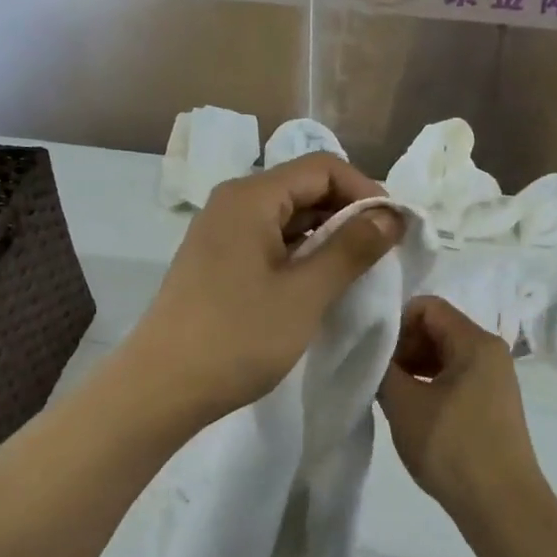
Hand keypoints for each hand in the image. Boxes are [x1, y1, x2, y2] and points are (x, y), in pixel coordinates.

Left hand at [126, 153, 403, 424]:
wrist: (162, 388)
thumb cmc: (237, 338)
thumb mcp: (305, 293)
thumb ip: (351, 249)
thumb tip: (390, 214)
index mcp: (251, 197)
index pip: (323, 167)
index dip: (365, 191)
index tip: (395, 230)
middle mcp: (232, 203)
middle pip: (303, 187)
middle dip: (348, 213)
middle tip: (382, 253)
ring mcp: (220, 234)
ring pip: (287, 218)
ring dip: (326, 237)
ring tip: (356, 272)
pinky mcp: (216, 263)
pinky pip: (269, 242)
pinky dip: (300, 255)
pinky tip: (318, 285)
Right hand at [377, 296, 544, 522]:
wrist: (501, 505)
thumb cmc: (452, 447)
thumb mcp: (405, 404)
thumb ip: (382, 369)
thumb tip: (373, 355)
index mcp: (475, 342)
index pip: (427, 306)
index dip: (394, 323)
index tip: (374, 354)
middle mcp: (490, 353)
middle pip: (437, 329)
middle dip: (403, 346)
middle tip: (379, 378)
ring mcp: (494, 380)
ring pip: (445, 356)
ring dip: (414, 369)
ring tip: (392, 398)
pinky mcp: (492, 405)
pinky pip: (455, 379)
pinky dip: (429, 386)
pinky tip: (413, 413)